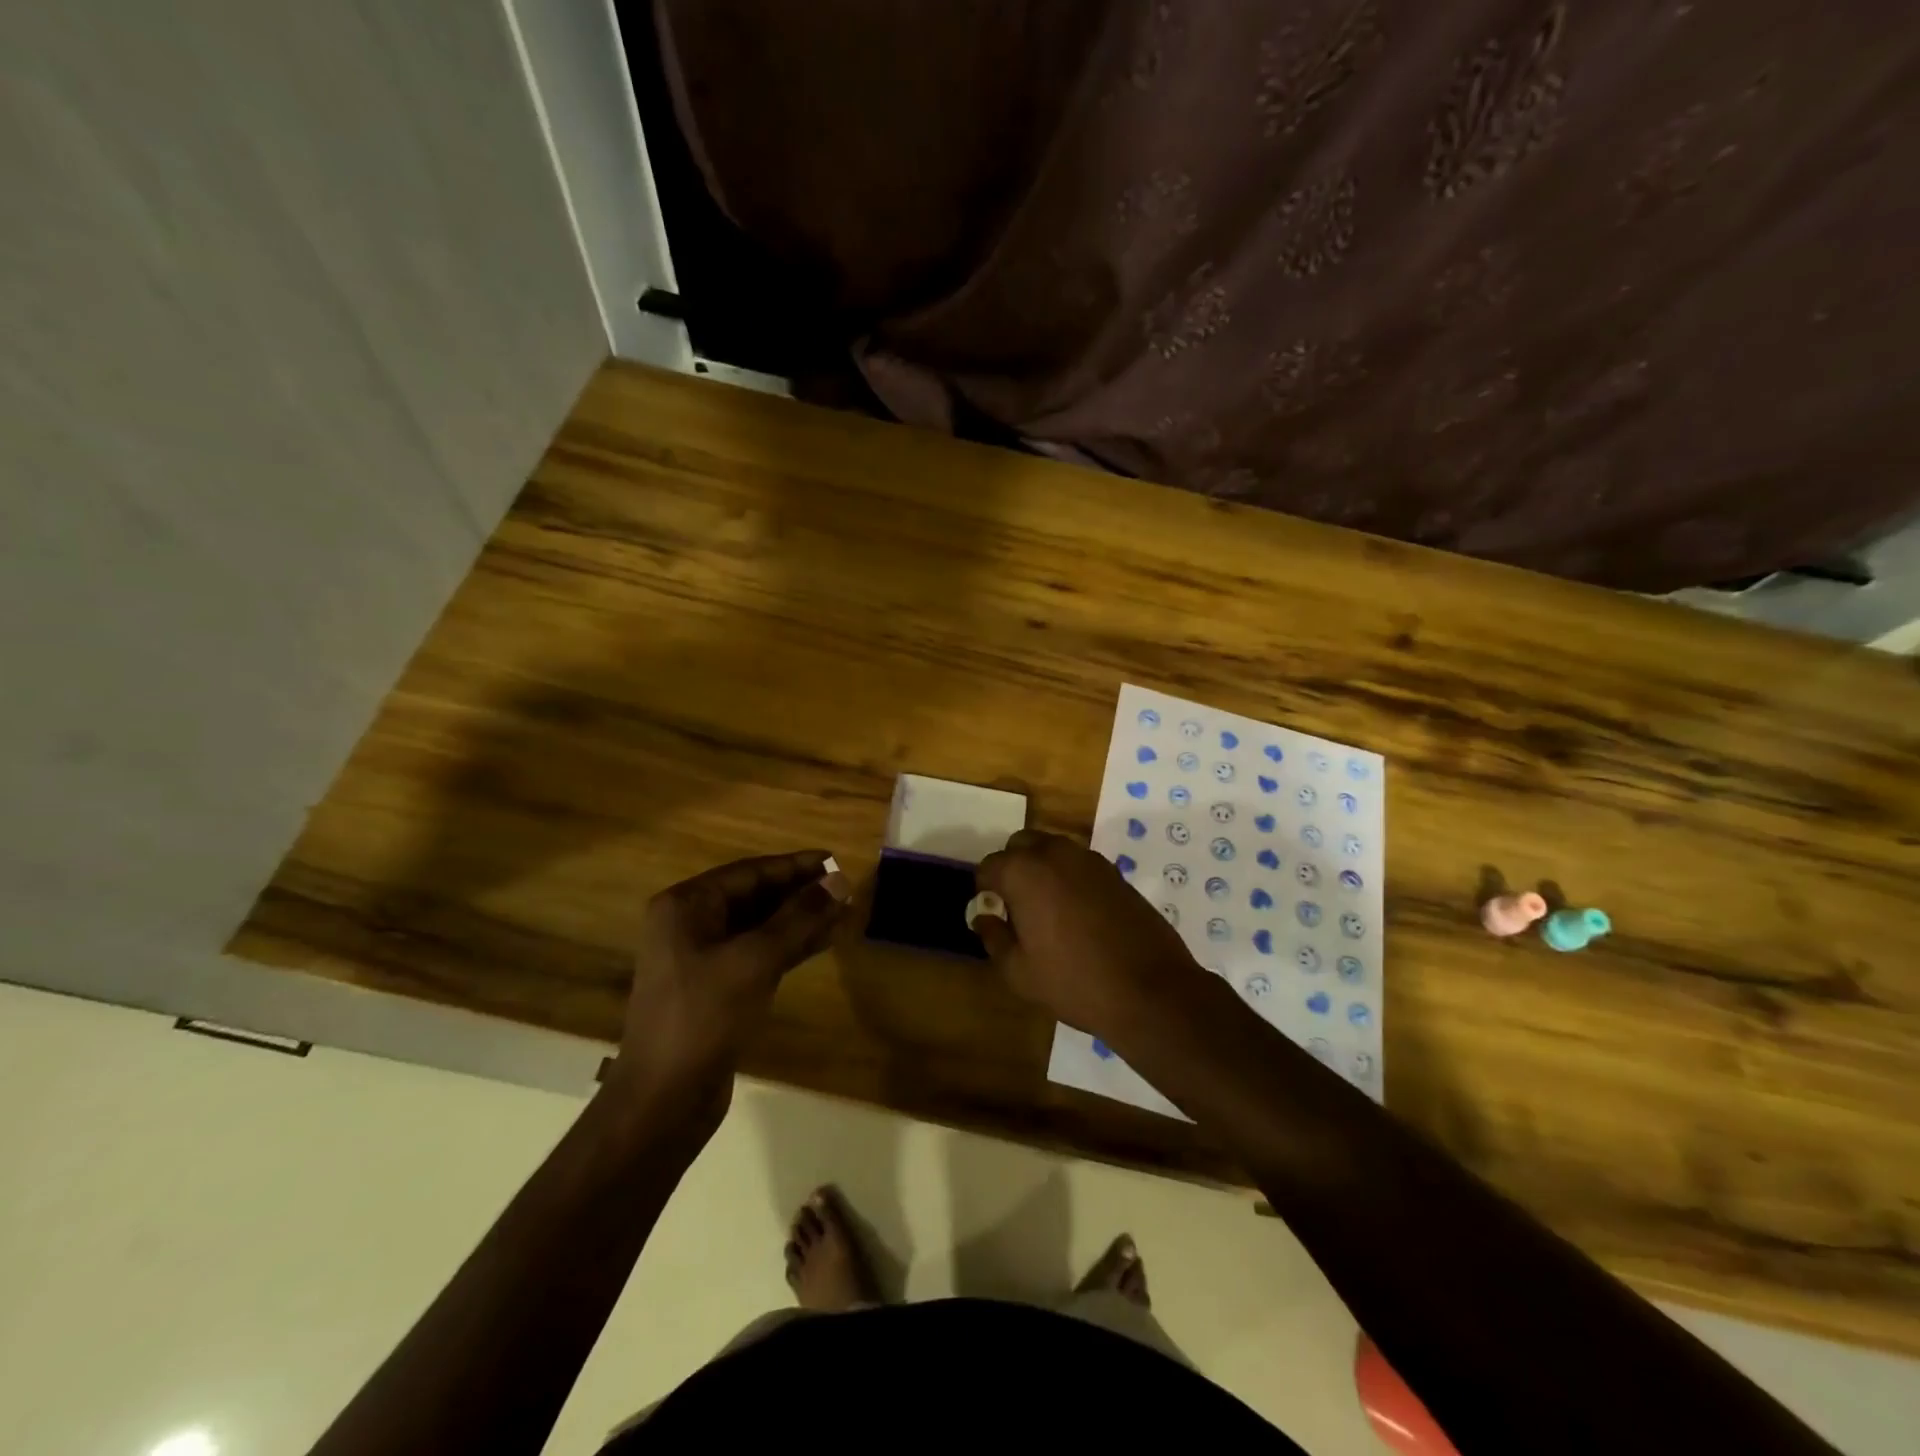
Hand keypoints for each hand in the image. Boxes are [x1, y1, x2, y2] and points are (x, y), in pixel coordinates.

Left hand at [613, 851, 851, 1121]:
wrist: (664, 1100)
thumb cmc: (704, 1017)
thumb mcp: (755, 960)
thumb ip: (799, 917)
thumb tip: (840, 880)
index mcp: (686, 906)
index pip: (750, 872)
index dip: (794, 866)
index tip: (834, 859)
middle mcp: (690, 925)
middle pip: (755, 897)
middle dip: (800, 893)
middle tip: (845, 888)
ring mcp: (702, 958)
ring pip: (760, 927)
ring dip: (800, 920)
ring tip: (844, 912)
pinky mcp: (718, 988)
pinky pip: (759, 954)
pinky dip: (790, 946)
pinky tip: (824, 941)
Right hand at [973, 830, 1210, 1043]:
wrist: (1150, 990)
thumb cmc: (1074, 982)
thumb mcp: (1019, 972)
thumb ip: (994, 938)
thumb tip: (983, 917)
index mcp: (1024, 872)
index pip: (989, 866)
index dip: (985, 889)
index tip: (992, 913)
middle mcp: (1055, 853)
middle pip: (1021, 845)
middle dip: (1012, 867)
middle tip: (1016, 905)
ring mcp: (1090, 859)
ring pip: (1053, 849)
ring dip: (1042, 869)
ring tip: (1047, 910)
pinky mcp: (1116, 872)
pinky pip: (1080, 864)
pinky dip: (1070, 877)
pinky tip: (1078, 914)